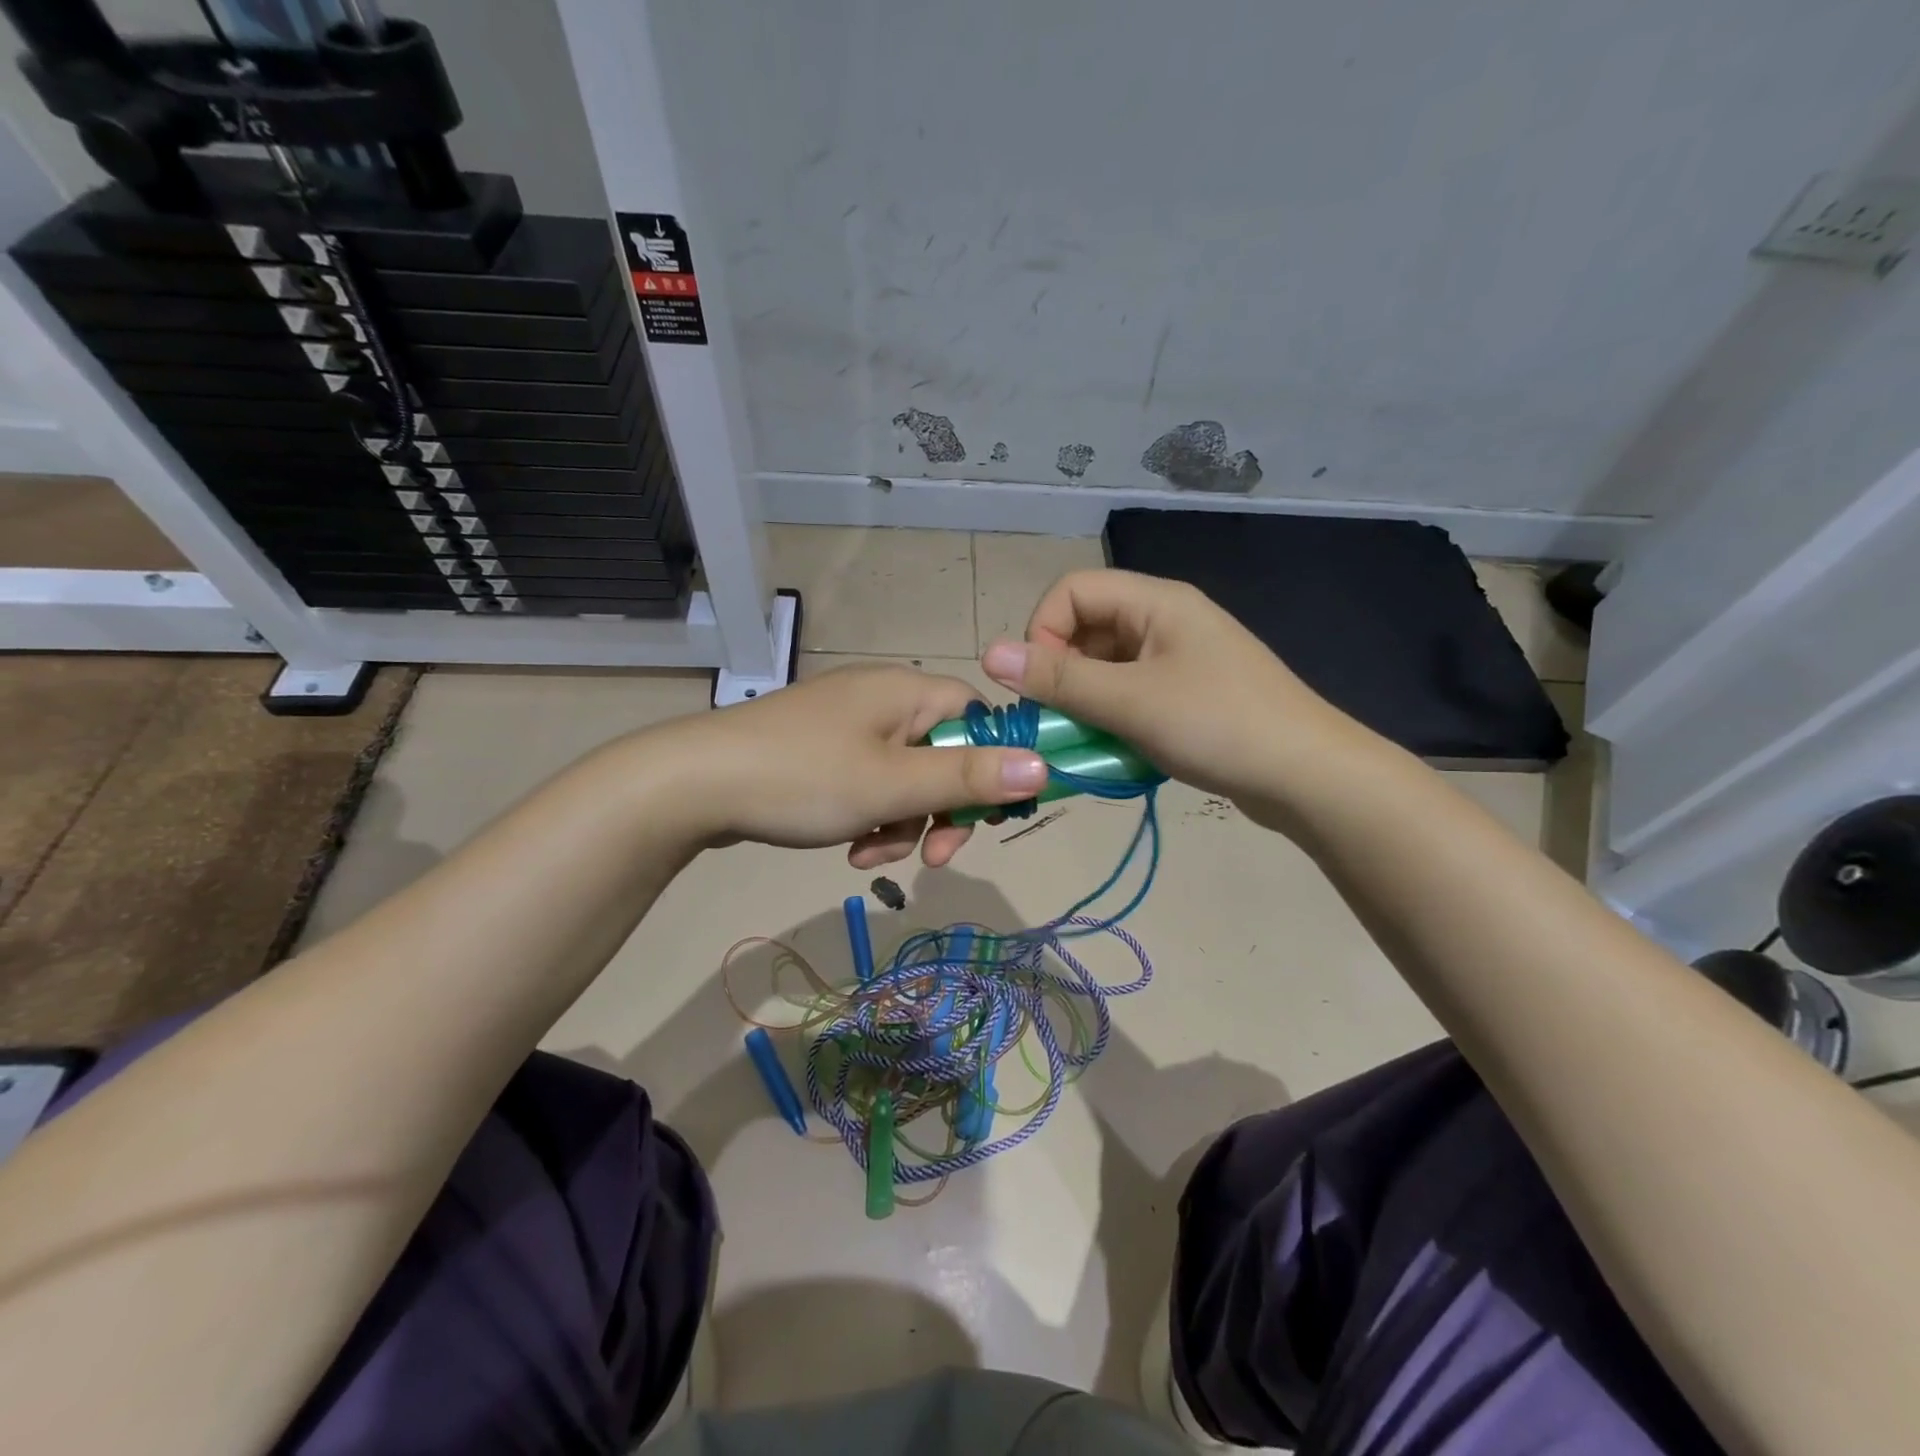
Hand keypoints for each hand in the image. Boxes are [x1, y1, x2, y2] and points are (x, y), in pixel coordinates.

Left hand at [649, 663, 1047, 867]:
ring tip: (869, 856)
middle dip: (942, 811)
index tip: (991, 816)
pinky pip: (868, 784)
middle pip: (943, 754)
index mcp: (906, 693)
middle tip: (934, 857)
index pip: (978, 717)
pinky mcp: (821, 752)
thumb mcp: (894, 785)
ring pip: (905, 779)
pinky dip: (869, 817)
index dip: (994, 765)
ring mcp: (848, 726)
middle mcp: (882, 699)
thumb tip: (1044, 765)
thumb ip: (969, 777)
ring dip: (902, 824)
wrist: (695, 784)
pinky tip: (848, 847)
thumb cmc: (804, 778)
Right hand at [980, 569, 1370, 815]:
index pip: (1072, 591)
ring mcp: (1179, 658)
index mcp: (1156, 602)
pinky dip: (1112, 717)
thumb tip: (988, 653)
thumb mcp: (1130, 702)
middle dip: (1062, 673)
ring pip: (1106, 666)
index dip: (1042, 631)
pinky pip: (1130, 693)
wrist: (1309, 776)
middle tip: (1058, 719)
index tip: (1039, 684)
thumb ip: (1059, 678)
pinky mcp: (1188, 694)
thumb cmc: (1218, 725)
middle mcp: (1165, 620)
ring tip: (1088, 740)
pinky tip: (1116, 749)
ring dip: (1085, 701)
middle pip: (1087, 629)